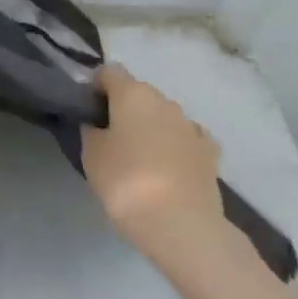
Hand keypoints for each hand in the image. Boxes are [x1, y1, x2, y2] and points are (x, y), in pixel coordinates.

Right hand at [82, 64, 224, 259]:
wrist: (182, 225)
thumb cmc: (126, 182)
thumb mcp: (91, 154)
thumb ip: (91, 130)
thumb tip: (97, 123)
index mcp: (133, 94)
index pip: (108, 73)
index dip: (94, 87)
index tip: (86, 110)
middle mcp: (165, 101)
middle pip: (138, 93)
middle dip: (123, 108)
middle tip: (108, 136)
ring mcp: (191, 126)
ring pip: (163, 116)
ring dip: (150, 127)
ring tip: (138, 157)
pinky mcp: (211, 153)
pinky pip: (185, 139)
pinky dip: (175, 145)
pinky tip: (168, 165)